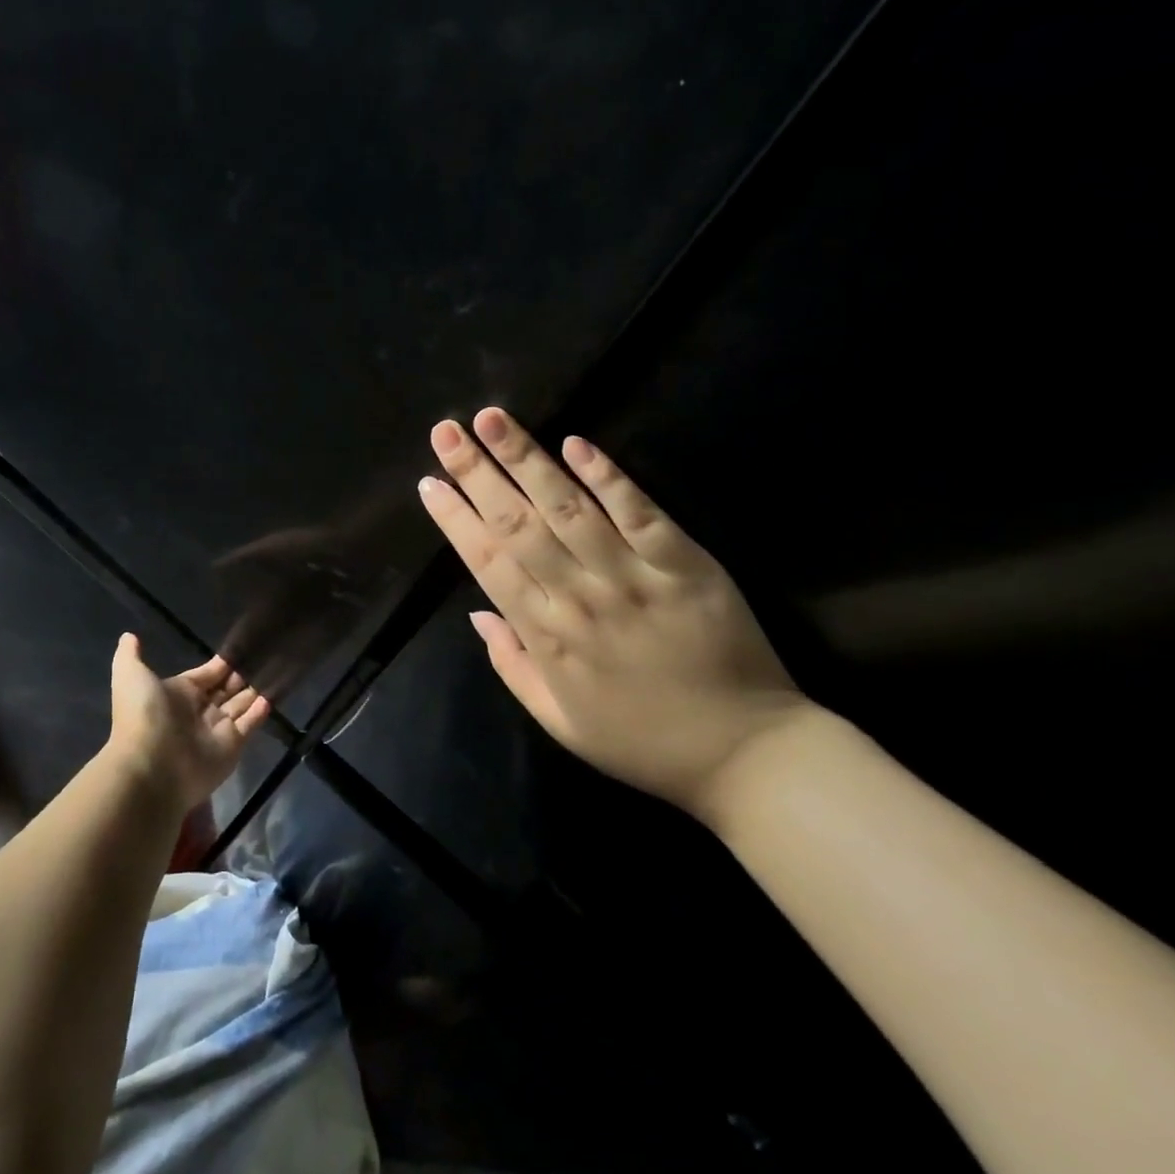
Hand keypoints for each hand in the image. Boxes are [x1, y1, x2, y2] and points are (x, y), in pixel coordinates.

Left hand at [106, 634, 270, 812]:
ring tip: (277, 670)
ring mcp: (217, 729)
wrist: (152, 767)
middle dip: (242, 675)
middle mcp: (199, 710)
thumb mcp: (131, 676)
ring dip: (255, 689)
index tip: (243, 647)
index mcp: (178, 693)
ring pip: (240, 705)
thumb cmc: (144, 716)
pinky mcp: (233, 745)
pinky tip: (274, 694)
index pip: (207, 674)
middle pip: (226, 689)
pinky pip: (250, 724)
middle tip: (265, 656)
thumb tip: (129, 635)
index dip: (223, 663)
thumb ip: (131, 655)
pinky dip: (261, 711)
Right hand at [417, 408, 811, 817]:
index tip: (430, 483)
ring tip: (493, 419)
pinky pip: (640, 511)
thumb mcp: (559, 722)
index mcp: (547, 637)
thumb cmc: (641, 741)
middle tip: (446, 432)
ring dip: (527, 459)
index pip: (488, 564)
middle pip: (518, 524)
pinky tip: (575, 443)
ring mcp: (633, 575)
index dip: (455, 520)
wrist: (745, 754)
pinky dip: (607, 476)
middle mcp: (580, 597)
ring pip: (568, 507)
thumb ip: (512, 665)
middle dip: (477, 474)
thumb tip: (477, 612)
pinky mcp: (684, 562)